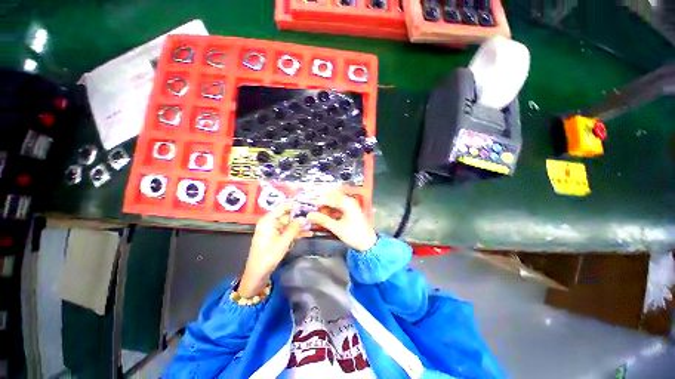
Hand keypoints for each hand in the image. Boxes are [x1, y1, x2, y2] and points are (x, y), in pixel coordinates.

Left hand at [239, 203, 311, 296]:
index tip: (307, 203)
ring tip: (314, 224)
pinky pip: (289, 232)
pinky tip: (308, 233)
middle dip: (300, 216)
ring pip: (290, 224)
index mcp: (268, 220)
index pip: (283, 207)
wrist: (257, 274)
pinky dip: (297, 233)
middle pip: (288, 215)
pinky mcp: (277, 237)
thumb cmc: (268, 256)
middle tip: (314, 215)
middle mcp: (271, 223)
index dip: (295, 204)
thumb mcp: (283, 241)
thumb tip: (305, 218)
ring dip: (301, 225)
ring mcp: (274, 230)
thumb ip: (294, 228)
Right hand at [306, 192, 376, 251]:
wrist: (368, 243)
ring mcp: (350, 205)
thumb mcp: (337, 228)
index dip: (318, 201)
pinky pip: (338, 206)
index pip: (329, 198)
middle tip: (312, 207)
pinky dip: (331, 209)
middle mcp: (349, 200)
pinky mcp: (350, 210)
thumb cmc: (354, 234)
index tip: (309, 205)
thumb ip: (323, 220)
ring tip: (317, 211)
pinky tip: (325, 214)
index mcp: (347, 202)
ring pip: (335, 201)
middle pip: (332, 197)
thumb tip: (309, 215)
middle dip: (322, 201)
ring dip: (326, 205)